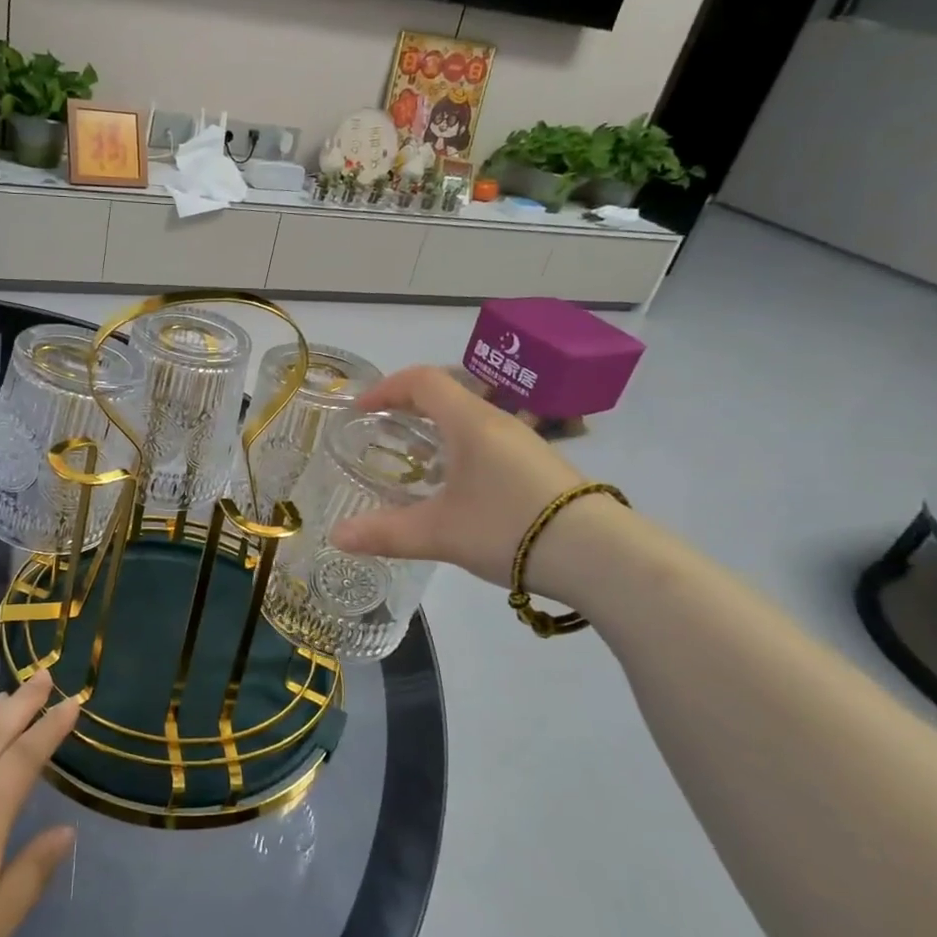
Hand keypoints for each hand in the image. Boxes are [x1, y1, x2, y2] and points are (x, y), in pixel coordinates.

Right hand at [329, 365, 620, 603]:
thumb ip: (385, 533)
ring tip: (413, 459)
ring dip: (436, 428)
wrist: (600, 556)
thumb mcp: (439, 533)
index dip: (386, 388)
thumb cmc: (510, 528)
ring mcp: (523, 442)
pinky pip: (487, 440)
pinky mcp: (538, 465)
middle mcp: (498, 421)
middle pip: (447, 393)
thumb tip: (336, 537)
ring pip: (470, 418)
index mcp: (470, 422)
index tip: (360, 410)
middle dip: (408, 406)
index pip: (422, 381)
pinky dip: (459, 447)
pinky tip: (455, 485)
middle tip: (380, 431)